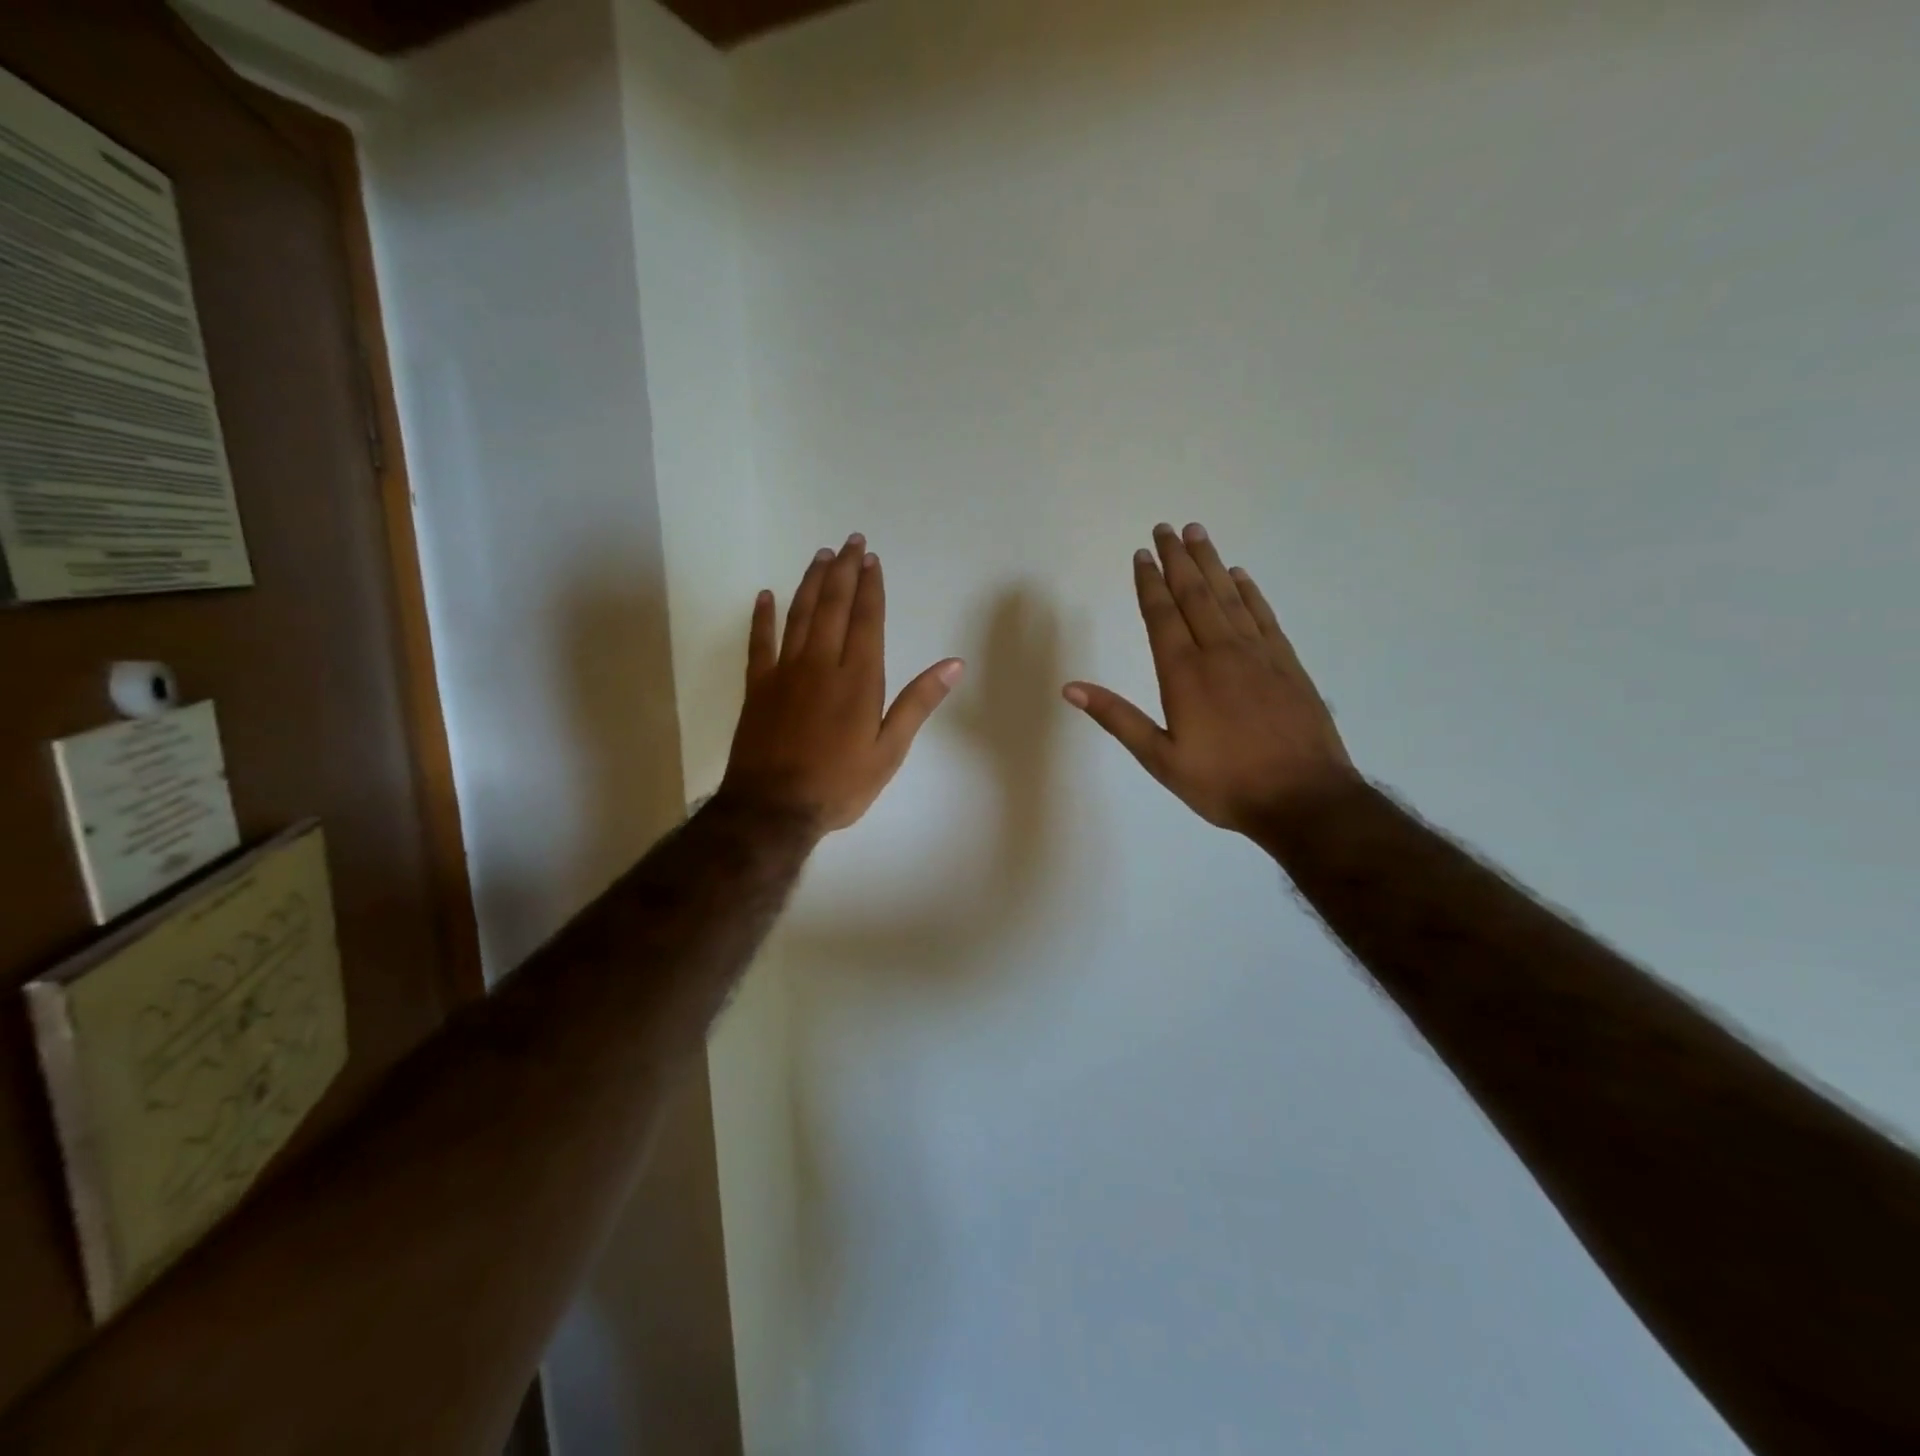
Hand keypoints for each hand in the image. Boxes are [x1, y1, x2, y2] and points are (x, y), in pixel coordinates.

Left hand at [722, 534, 964, 834]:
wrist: (774, 809)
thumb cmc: (840, 784)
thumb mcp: (889, 750)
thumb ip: (918, 703)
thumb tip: (953, 664)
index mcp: (858, 679)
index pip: (867, 620)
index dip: (871, 587)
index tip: (872, 559)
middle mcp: (821, 664)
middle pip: (834, 607)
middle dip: (845, 571)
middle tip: (851, 541)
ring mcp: (785, 672)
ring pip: (800, 615)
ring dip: (812, 583)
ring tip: (821, 556)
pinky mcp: (758, 687)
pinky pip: (759, 643)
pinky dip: (762, 617)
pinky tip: (765, 596)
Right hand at [1064, 523, 1355, 837]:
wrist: (1304, 798)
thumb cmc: (1224, 783)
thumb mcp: (1161, 759)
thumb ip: (1118, 718)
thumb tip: (1071, 688)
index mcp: (1185, 674)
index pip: (1162, 616)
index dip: (1149, 583)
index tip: (1141, 554)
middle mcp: (1220, 652)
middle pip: (1195, 594)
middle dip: (1177, 560)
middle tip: (1166, 528)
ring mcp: (1258, 654)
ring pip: (1229, 597)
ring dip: (1211, 563)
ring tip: (1197, 534)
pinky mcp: (1287, 662)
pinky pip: (1263, 615)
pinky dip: (1249, 591)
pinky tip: (1240, 575)